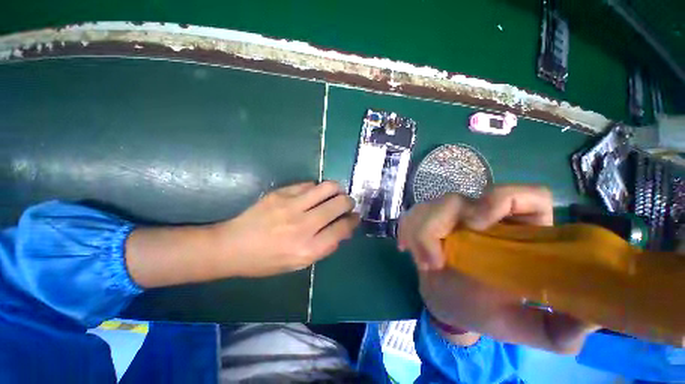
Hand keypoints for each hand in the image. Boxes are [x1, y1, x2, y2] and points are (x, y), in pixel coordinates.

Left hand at [214, 181, 359, 276]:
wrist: (233, 246)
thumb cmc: (267, 261)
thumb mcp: (299, 263)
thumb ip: (325, 246)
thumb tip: (344, 228)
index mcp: (309, 249)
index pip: (343, 228)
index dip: (353, 220)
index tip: (354, 216)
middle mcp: (303, 226)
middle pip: (339, 204)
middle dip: (349, 202)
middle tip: (346, 204)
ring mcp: (291, 206)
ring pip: (328, 187)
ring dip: (337, 190)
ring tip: (335, 194)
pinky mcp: (281, 193)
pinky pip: (309, 184)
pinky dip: (317, 188)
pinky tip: (314, 194)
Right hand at [398, 185, 596, 352]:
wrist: (448, 302)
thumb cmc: (485, 311)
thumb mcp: (521, 327)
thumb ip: (558, 330)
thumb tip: (591, 321)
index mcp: (516, 233)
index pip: (525, 195)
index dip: (501, 198)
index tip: (475, 223)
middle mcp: (481, 216)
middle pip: (455, 199)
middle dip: (434, 226)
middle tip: (431, 262)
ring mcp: (450, 216)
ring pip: (427, 206)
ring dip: (418, 233)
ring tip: (421, 263)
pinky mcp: (426, 220)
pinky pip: (411, 215)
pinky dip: (405, 230)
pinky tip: (405, 248)